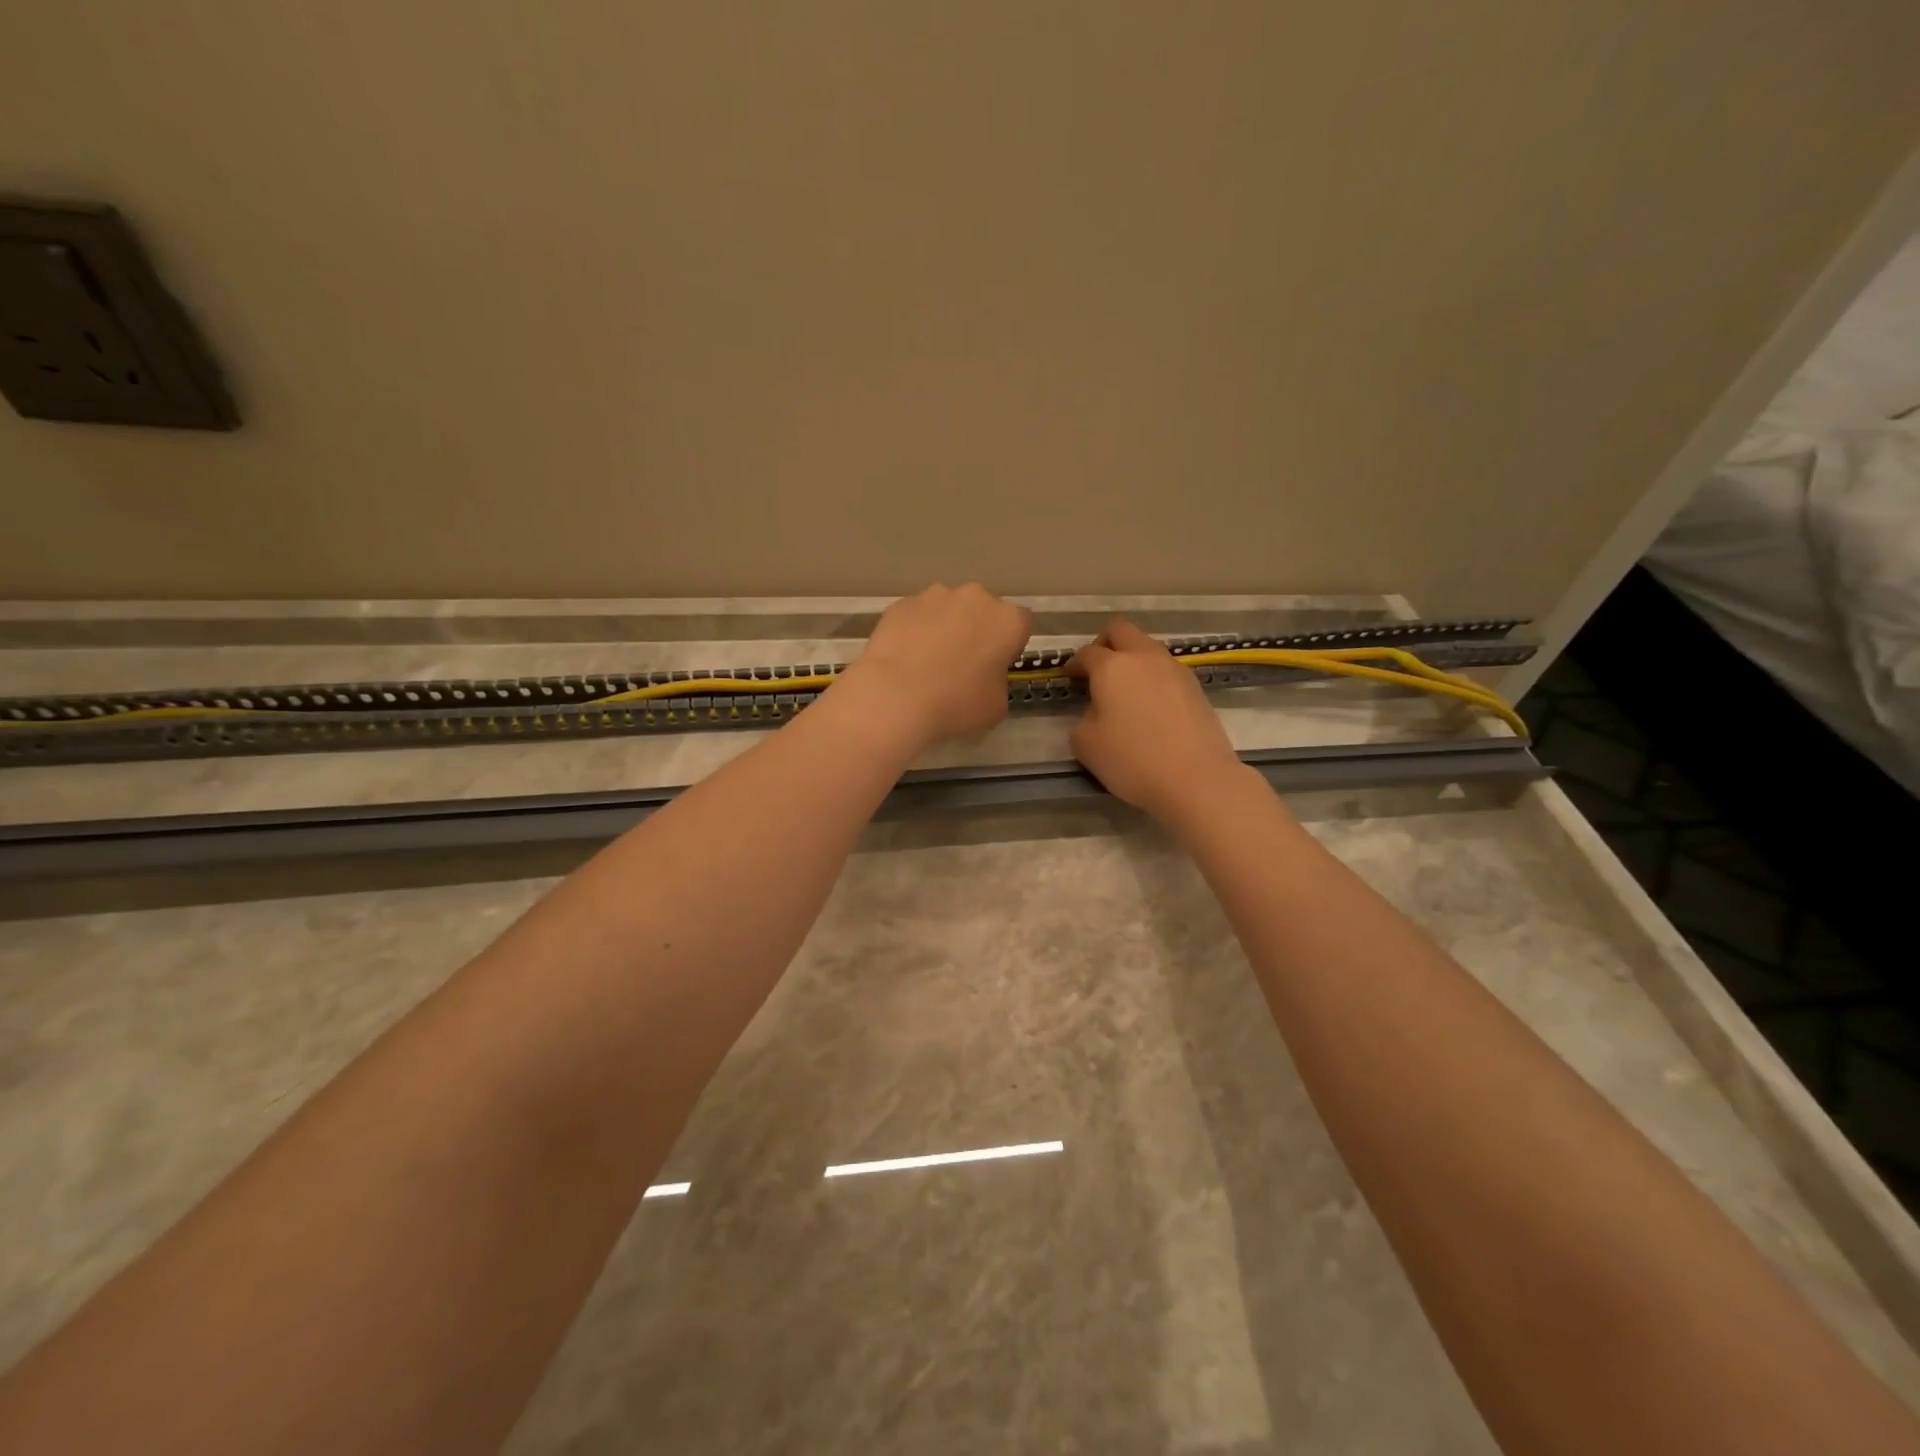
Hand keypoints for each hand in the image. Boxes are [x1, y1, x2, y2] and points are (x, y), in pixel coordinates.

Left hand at [840, 584, 1032, 747]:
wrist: (895, 695)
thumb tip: (983, 677)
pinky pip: (917, 616)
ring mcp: (934, 596)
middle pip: (983, 611)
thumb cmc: (956, 703)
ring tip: (927, 662)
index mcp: (1007, 621)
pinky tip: (904, 658)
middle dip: (976, 630)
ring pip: (947, 609)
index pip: (1020, 625)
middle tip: (962, 664)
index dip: (1009, 646)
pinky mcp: (901, 603)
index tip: (996, 666)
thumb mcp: (996, 707)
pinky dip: (915, 631)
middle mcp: (975, 598)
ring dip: (944, 627)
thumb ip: (997, 682)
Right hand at [1067, 618, 1250, 821]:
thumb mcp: (1086, 745)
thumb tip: (1096, 712)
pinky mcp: (1195, 686)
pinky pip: (1166, 669)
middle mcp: (1144, 657)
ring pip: (1147, 647)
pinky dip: (1152, 677)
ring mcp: (1174, 669)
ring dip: (1132, 659)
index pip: (1087, 652)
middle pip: (1120, 630)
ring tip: (1124, 691)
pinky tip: (1150, 706)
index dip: (1074, 663)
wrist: (1197, 778)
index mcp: (1112, 667)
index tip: (1069, 677)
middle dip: (1104, 644)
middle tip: (1096, 670)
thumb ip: (1083, 719)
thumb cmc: (1133, 760)